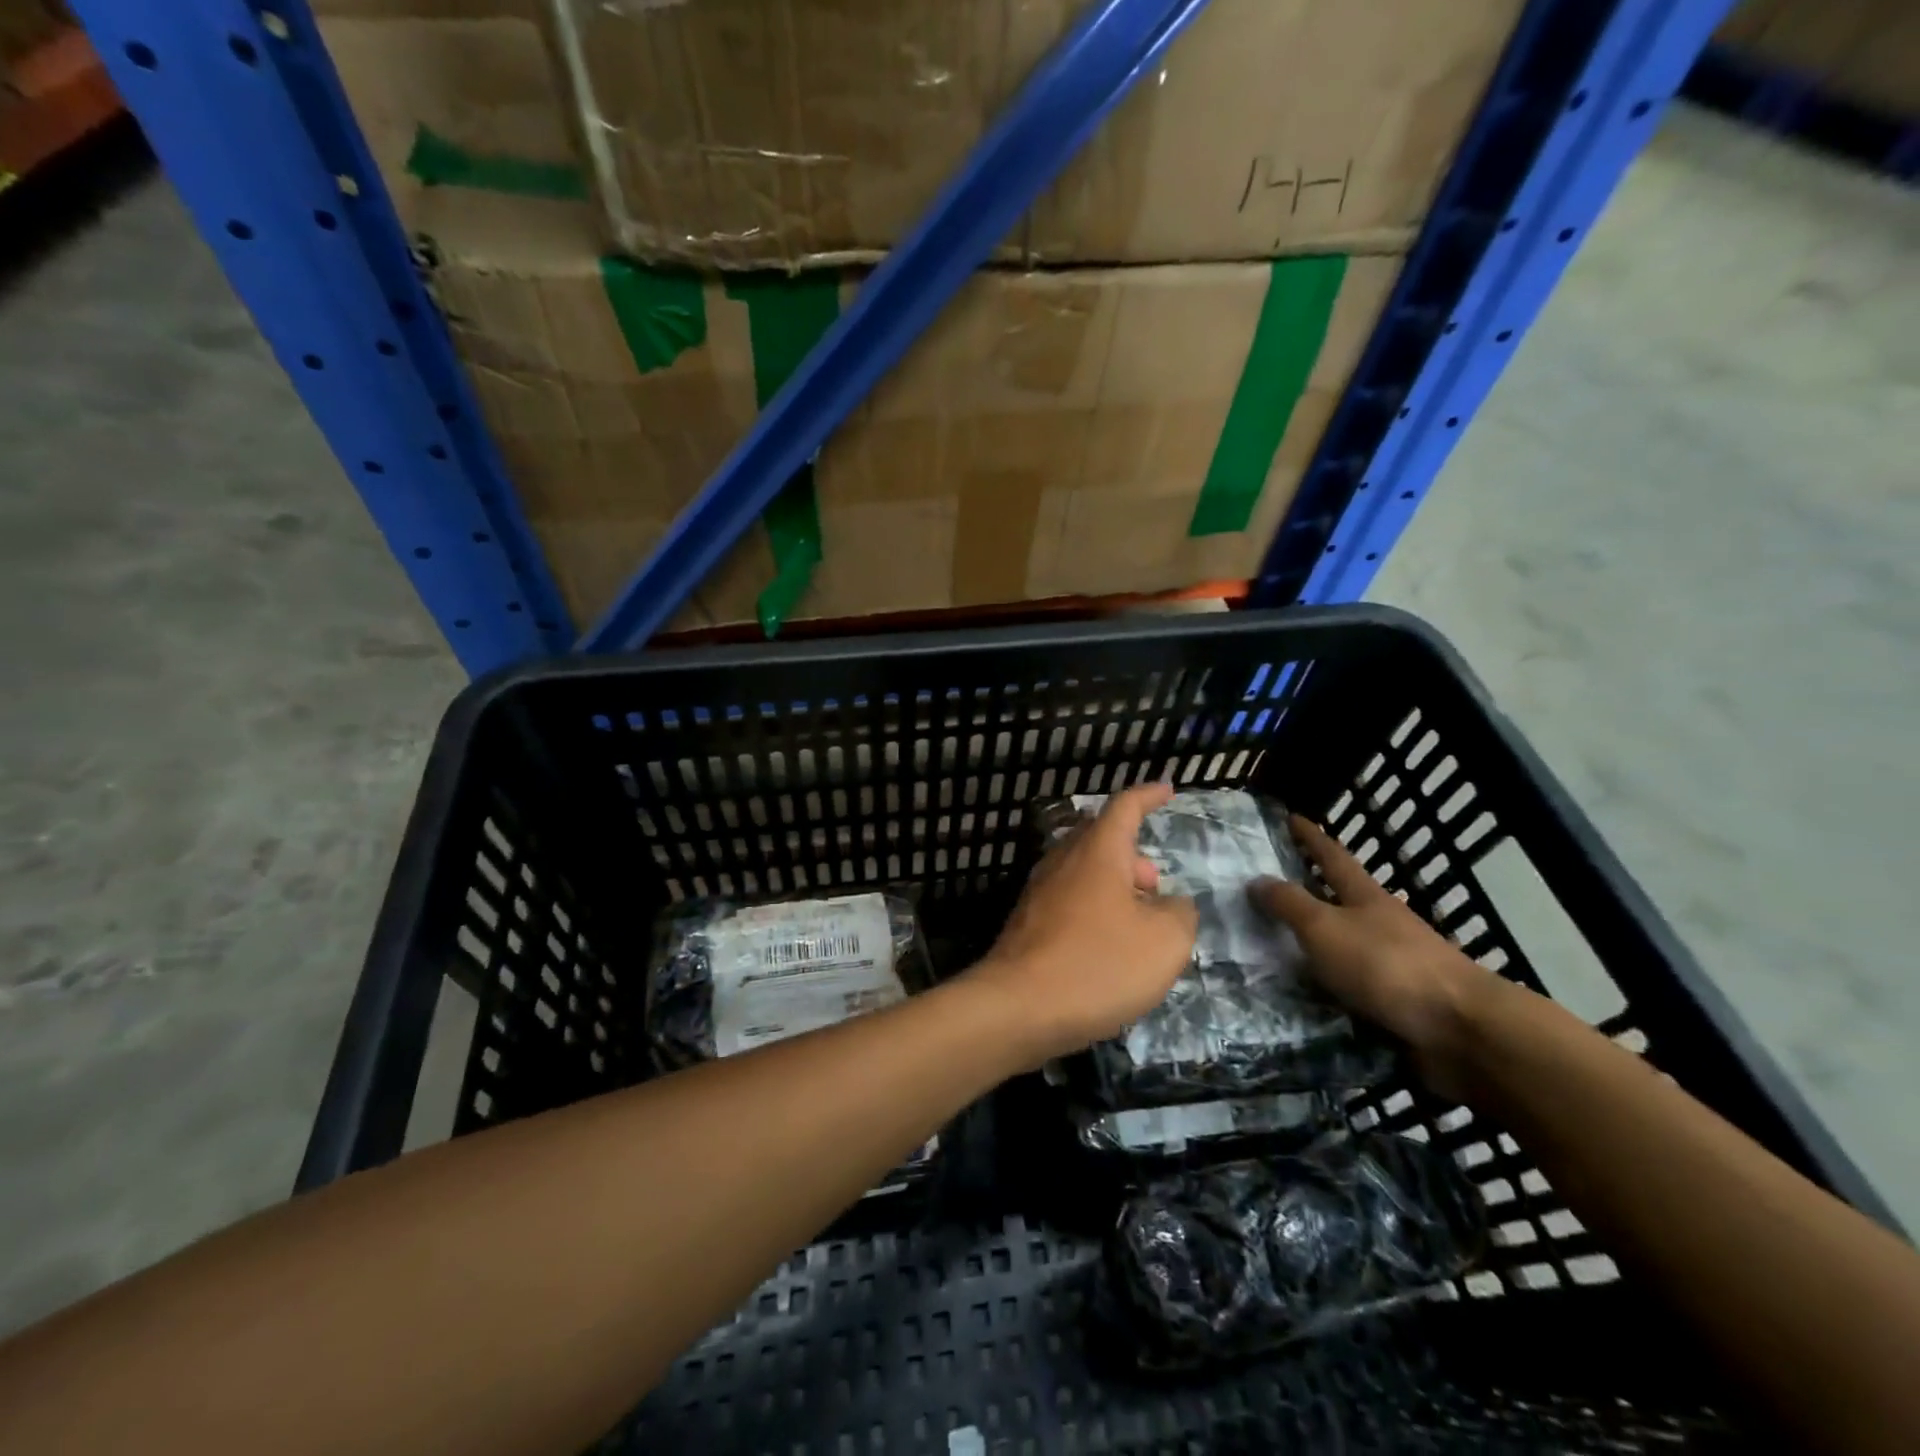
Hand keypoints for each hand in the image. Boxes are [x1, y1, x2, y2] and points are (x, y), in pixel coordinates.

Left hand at [965, 783, 1197, 1067]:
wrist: (1018, 1007)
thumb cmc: (1098, 964)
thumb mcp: (1165, 942)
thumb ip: (1179, 913)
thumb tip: (1170, 904)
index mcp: (1098, 851)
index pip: (1125, 806)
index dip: (1148, 796)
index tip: (1167, 789)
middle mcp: (1063, 860)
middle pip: (1101, 838)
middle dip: (1134, 855)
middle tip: (1156, 887)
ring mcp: (1039, 891)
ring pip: (1084, 872)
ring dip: (1115, 887)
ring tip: (1138, 926)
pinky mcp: (1027, 922)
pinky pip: (1069, 901)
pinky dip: (1094, 911)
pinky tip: (1106, 949)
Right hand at [1252, 814, 1490, 1100]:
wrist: (1461, 1028)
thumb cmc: (1386, 965)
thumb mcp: (1324, 928)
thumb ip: (1289, 904)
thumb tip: (1256, 879)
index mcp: (1365, 896)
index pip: (1331, 856)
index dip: (1310, 837)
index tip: (1290, 818)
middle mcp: (1380, 922)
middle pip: (1340, 897)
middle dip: (1309, 889)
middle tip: (1269, 887)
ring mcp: (1393, 961)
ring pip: (1344, 941)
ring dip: (1315, 941)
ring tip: (1273, 947)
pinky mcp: (1398, 999)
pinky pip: (1351, 983)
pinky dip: (1327, 982)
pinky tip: (1305, 994)